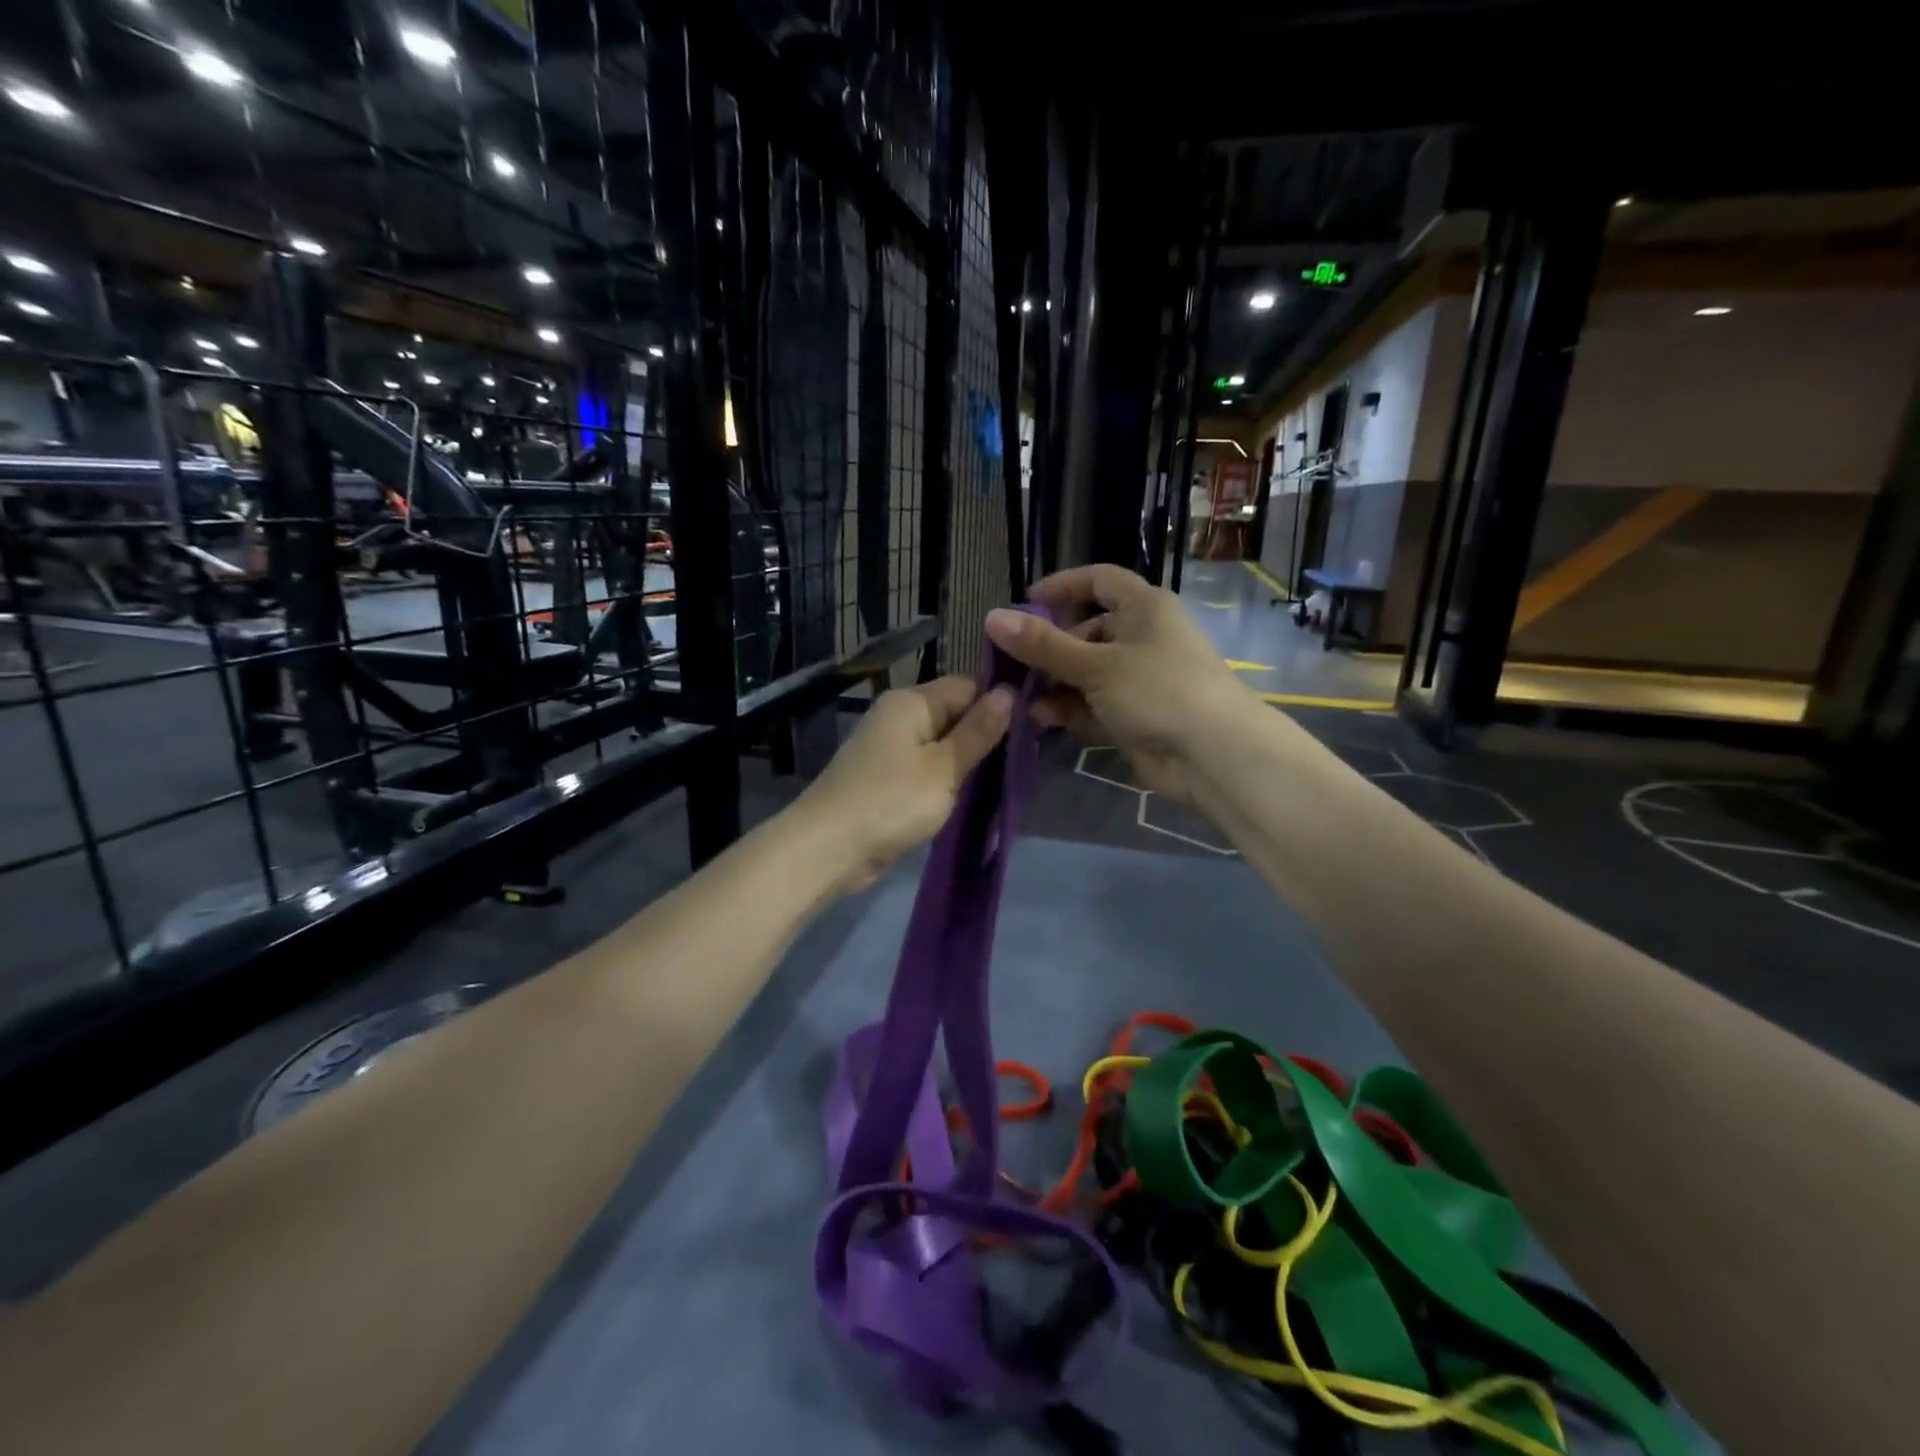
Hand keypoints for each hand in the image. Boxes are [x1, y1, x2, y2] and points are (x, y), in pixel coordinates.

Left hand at [794, 675, 1014, 892]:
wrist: (829, 848)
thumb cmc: (891, 801)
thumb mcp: (944, 768)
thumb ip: (978, 731)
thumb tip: (1009, 692)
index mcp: (911, 702)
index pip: (968, 686)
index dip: (1000, 702)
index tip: (1035, 726)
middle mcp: (899, 717)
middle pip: (955, 714)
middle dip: (988, 735)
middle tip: (1030, 756)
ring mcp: (891, 749)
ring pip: (943, 745)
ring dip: (970, 762)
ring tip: (1009, 777)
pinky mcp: (888, 779)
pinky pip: (928, 769)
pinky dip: (949, 780)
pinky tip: (976, 795)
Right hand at [985, 565, 1255, 803]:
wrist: (1213, 755)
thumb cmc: (1158, 690)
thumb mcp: (1096, 664)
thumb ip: (1043, 645)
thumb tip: (992, 617)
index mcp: (1143, 607)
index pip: (1099, 580)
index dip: (1062, 586)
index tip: (1024, 603)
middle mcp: (1143, 637)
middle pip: (1087, 632)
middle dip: (1050, 649)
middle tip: (1013, 664)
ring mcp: (1140, 679)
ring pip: (1087, 673)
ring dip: (1055, 684)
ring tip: (1022, 698)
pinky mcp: (1136, 715)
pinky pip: (1095, 705)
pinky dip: (1071, 709)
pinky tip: (1043, 718)